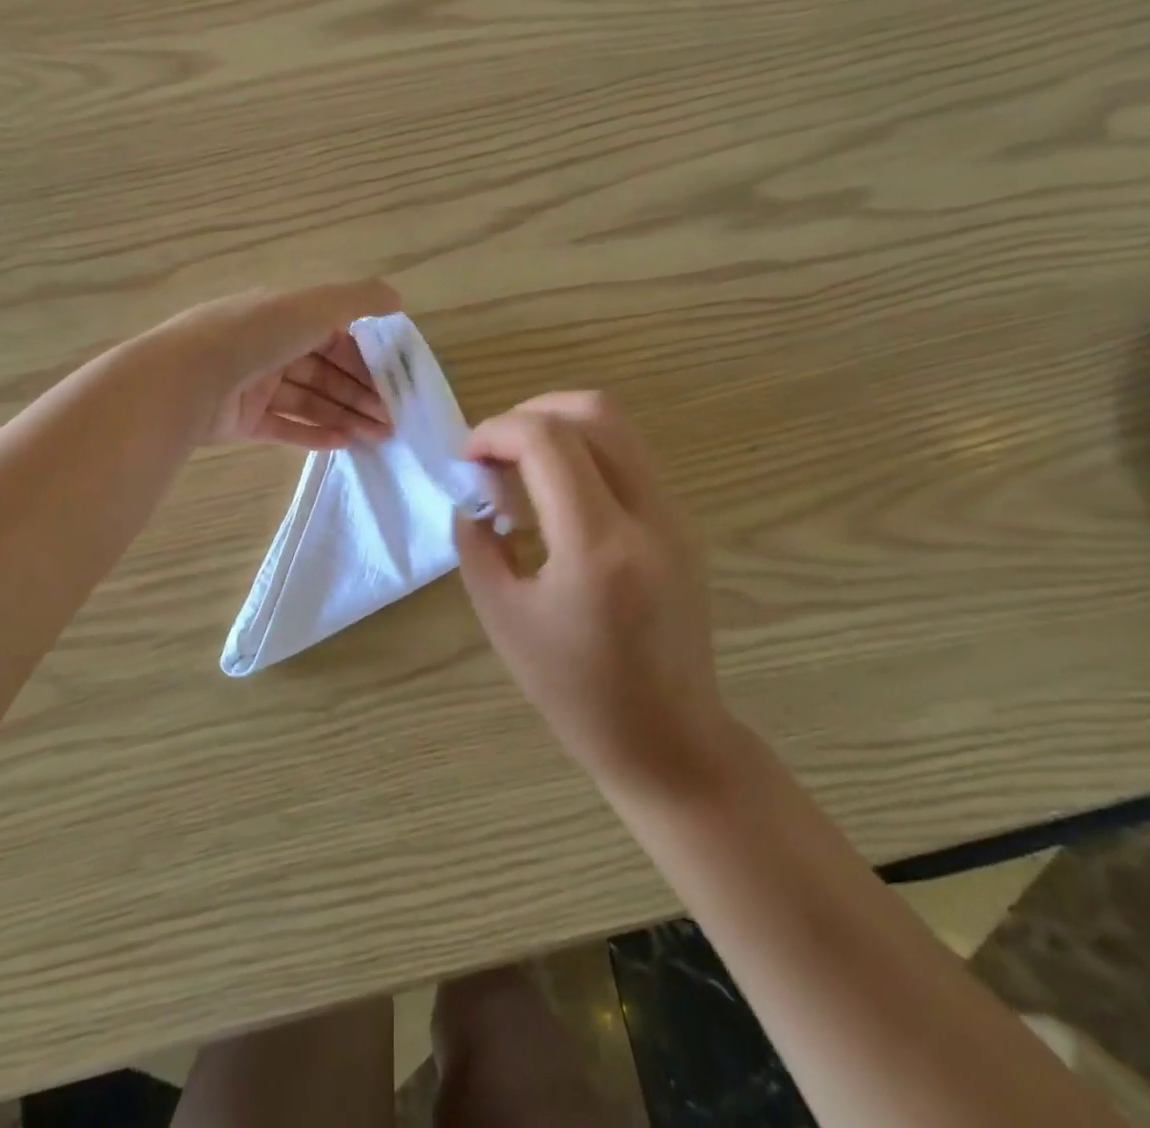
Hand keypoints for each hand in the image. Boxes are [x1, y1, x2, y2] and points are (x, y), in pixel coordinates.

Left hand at [165, 280, 399, 449]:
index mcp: (283, 316)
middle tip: (392, 420)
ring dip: (345, 416)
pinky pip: (284, 427)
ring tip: (377, 437)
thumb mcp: (314, 306)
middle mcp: (268, 347)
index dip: (365, 359)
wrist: (187, 378)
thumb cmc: (257, 334)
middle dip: (360, 394)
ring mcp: (253, 386)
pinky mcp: (241, 421)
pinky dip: (313, 435)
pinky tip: (344, 444)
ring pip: (309, 401)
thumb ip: (359, 300)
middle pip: (325, 372)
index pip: (334, 337)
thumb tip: (398, 297)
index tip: (392, 382)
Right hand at [454, 393, 728, 795]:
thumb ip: (477, 544)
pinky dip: (585, 452)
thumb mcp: (503, 618)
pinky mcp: (682, 523)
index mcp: (598, 546)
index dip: (497, 431)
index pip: (547, 440)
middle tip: (494, 450)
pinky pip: (630, 457)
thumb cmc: (576, 691)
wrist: (668, 738)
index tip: (468, 459)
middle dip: (531, 412)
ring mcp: (675, 515)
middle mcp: (648, 515)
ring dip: (560, 428)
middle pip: (594, 411)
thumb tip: (472, 496)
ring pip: (618, 427)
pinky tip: (556, 496)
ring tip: (520, 469)